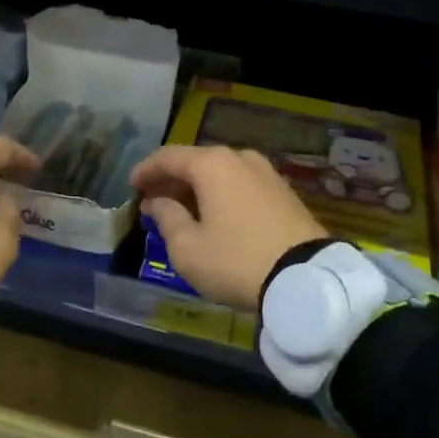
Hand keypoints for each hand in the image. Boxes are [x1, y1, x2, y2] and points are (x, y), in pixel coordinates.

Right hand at [129, 145, 327, 310]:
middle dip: (171, 181)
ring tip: (181, 211)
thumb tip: (159, 202)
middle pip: (195, 162)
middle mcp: (239, 158)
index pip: (168, 157)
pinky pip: (240, 185)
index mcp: (212, 164)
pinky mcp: (283, 192)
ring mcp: (265, 173)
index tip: (132, 185)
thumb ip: (167, 218)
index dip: (146, 170)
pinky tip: (212, 216)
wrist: (307, 279)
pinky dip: (220, 195)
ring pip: (220, 174)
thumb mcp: (188, 248)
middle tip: (153, 200)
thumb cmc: (236, 261)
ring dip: (196, 189)